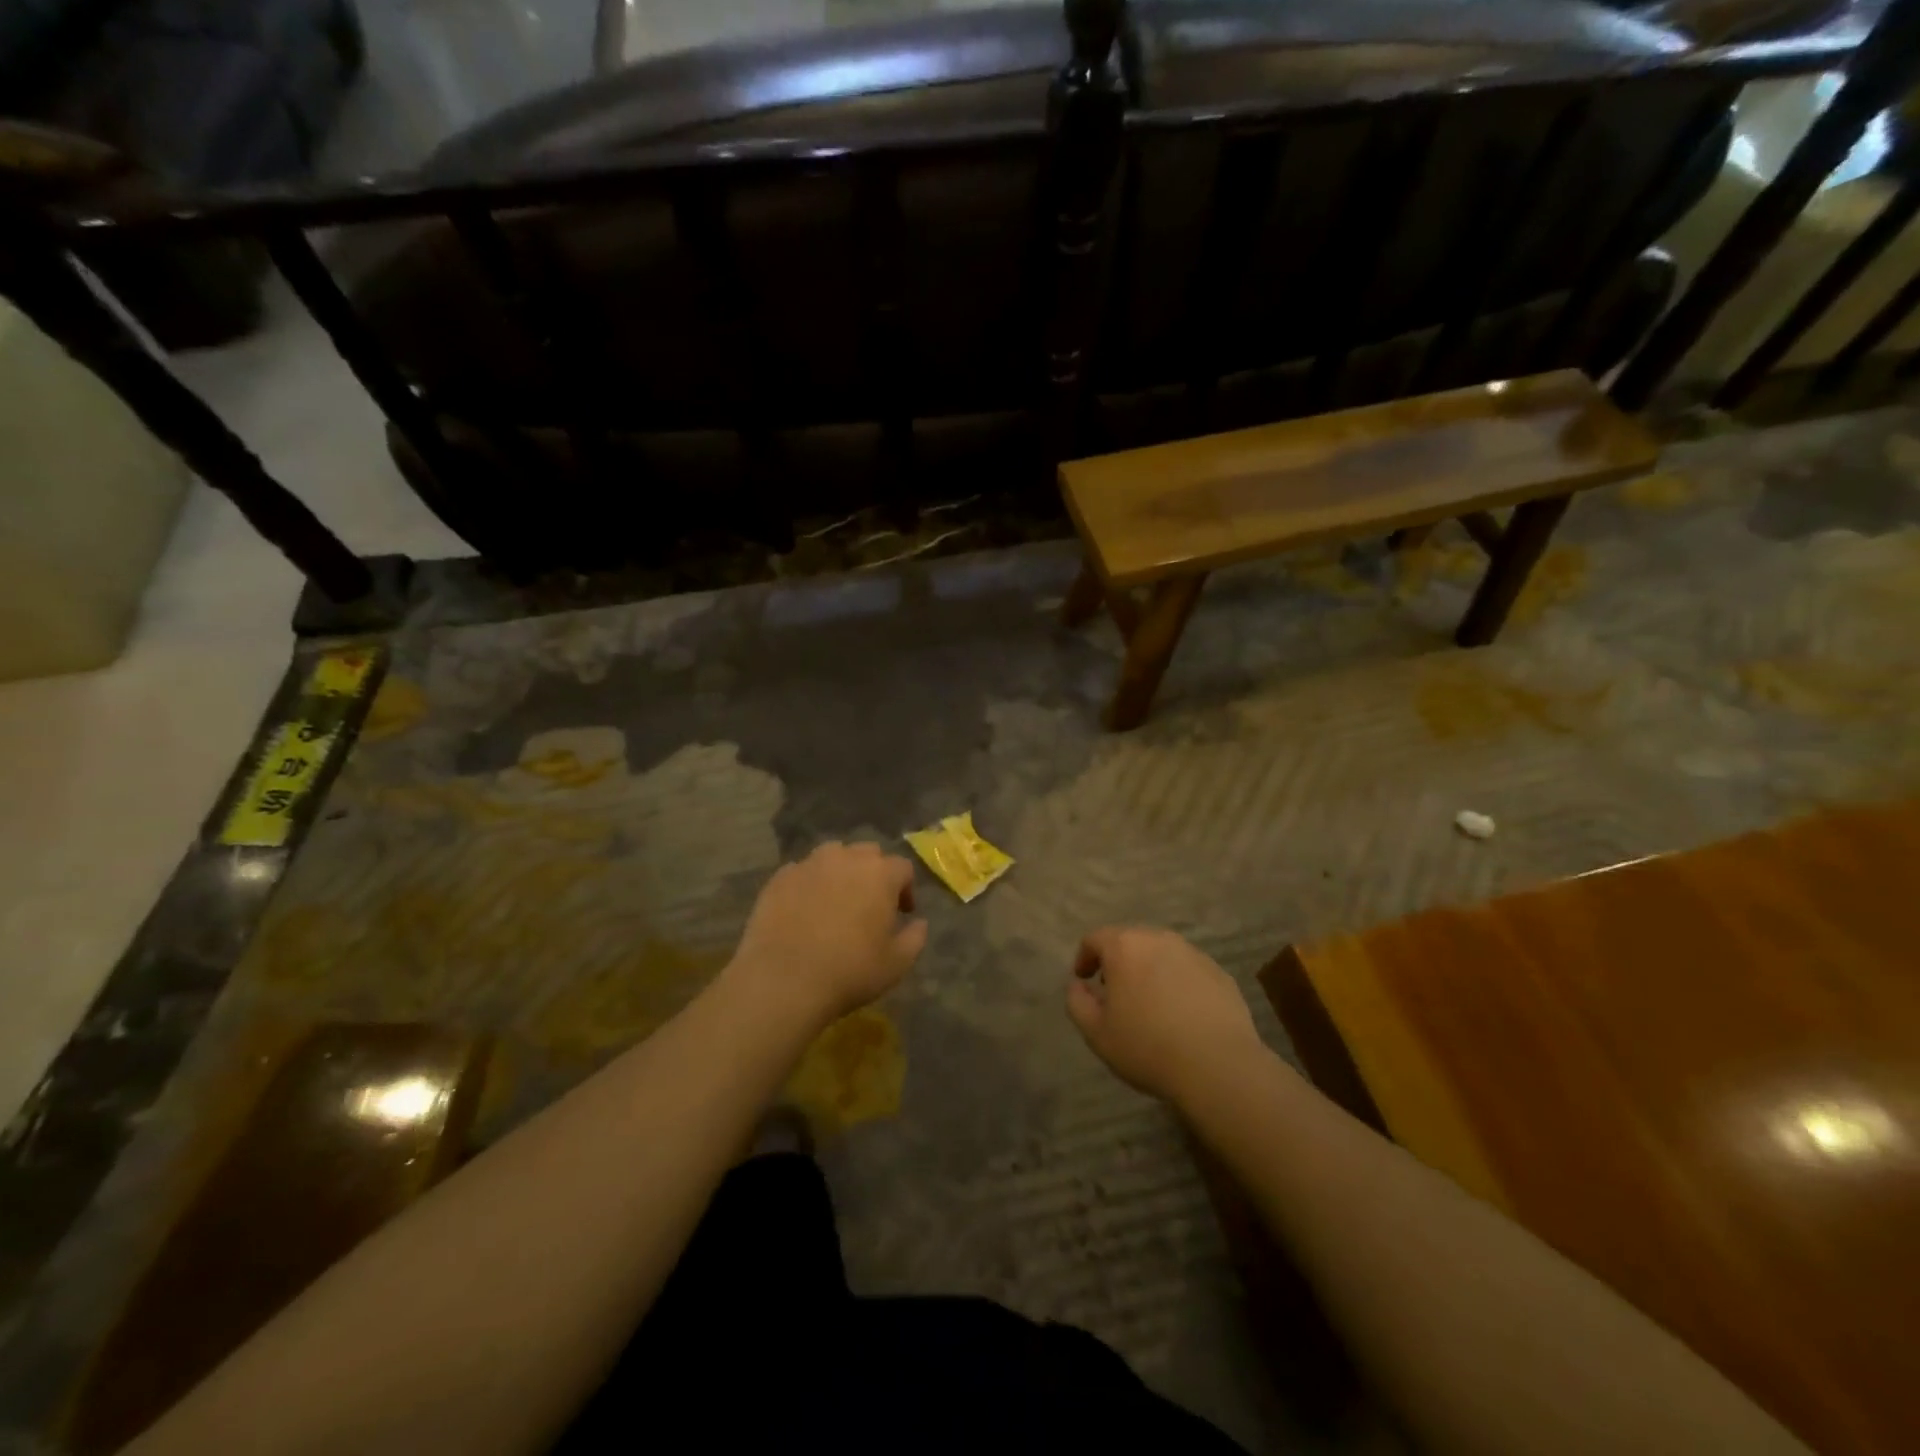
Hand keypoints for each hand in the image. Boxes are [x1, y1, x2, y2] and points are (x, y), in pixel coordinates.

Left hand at [728, 842, 926, 1029]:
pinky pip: (802, 872)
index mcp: (880, 874)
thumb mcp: (897, 964)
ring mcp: (809, 864)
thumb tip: (919, 922)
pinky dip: (809, 884)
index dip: (906, 889)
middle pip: (868, 854)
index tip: (903, 913)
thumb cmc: (850, 972)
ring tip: (836, 901)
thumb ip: (915, 937)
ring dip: (841, 872)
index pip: (902, 868)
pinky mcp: (779, 878)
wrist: (783, 980)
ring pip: (833, 856)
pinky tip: (804, 910)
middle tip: (870, 904)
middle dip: (874, 874)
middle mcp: (846, 858)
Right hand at [1066, 927, 1266, 1103]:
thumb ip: (1077, 1002)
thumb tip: (1077, 985)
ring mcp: (1193, 954)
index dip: (1084, 957)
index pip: (1095, 939)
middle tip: (1115, 993)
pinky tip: (1181, 1013)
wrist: (1218, 1065)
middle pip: (1130, 941)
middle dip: (1118, 962)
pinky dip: (1178, 983)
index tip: (1084, 980)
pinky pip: (1188, 970)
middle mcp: (1159, 939)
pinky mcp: (1219, 973)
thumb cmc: (1148, 1047)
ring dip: (1149, 971)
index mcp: (1125, 947)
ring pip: (1161, 954)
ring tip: (1149, 1003)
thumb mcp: (1097, 1033)